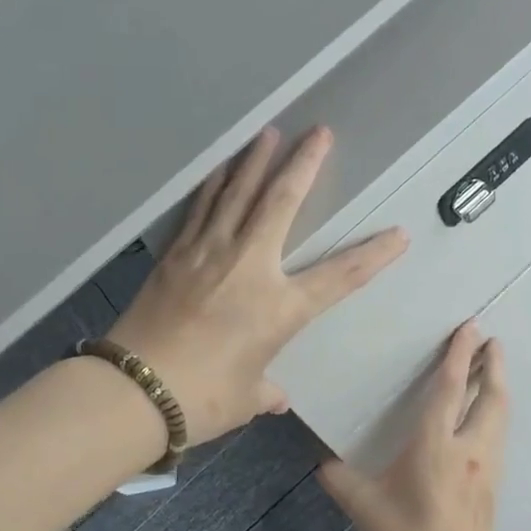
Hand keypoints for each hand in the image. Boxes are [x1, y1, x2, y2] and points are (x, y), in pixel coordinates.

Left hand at [111, 125, 406, 445]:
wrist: (133, 390)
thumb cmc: (201, 398)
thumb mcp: (245, 397)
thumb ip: (265, 390)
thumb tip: (275, 396)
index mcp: (279, 307)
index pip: (340, 276)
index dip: (373, 255)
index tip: (398, 234)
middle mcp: (249, 267)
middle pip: (282, 203)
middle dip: (304, 164)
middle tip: (319, 132)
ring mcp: (208, 253)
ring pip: (238, 194)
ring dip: (256, 160)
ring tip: (269, 132)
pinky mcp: (176, 254)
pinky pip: (201, 209)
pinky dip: (214, 184)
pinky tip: (220, 168)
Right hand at [318, 321, 508, 530]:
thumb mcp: (363, 506)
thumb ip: (339, 478)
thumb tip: (321, 461)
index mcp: (435, 445)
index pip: (450, 389)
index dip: (460, 355)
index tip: (470, 327)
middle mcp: (468, 448)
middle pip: (490, 397)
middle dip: (493, 365)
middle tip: (493, 340)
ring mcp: (486, 467)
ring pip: (500, 417)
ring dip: (498, 388)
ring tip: (495, 370)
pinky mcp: (492, 486)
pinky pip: (497, 437)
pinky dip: (495, 414)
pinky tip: (486, 419)